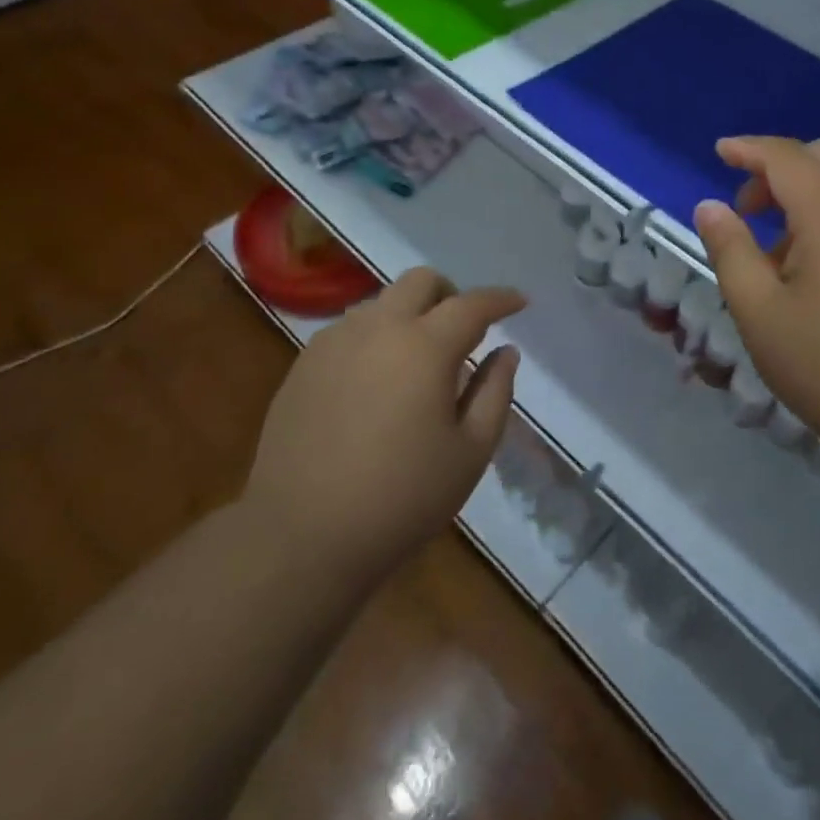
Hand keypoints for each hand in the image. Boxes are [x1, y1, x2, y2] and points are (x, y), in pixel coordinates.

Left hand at [244, 268, 524, 579]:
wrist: (300, 538)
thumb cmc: (400, 499)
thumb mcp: (470, 453)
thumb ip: (495, 392)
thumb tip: (505, 353)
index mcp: (425, 347)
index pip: (472, 304)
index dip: (501, 299)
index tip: (519, 302)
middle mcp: (378, 329)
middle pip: (421, 281)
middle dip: (451, 294)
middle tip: (463, 332)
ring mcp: (334, 342)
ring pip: (382, 301)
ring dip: (410, 314)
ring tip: (417, 360)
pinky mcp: (304, 364)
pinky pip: (350, 328)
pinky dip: (376, 336)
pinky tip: (376, 380)